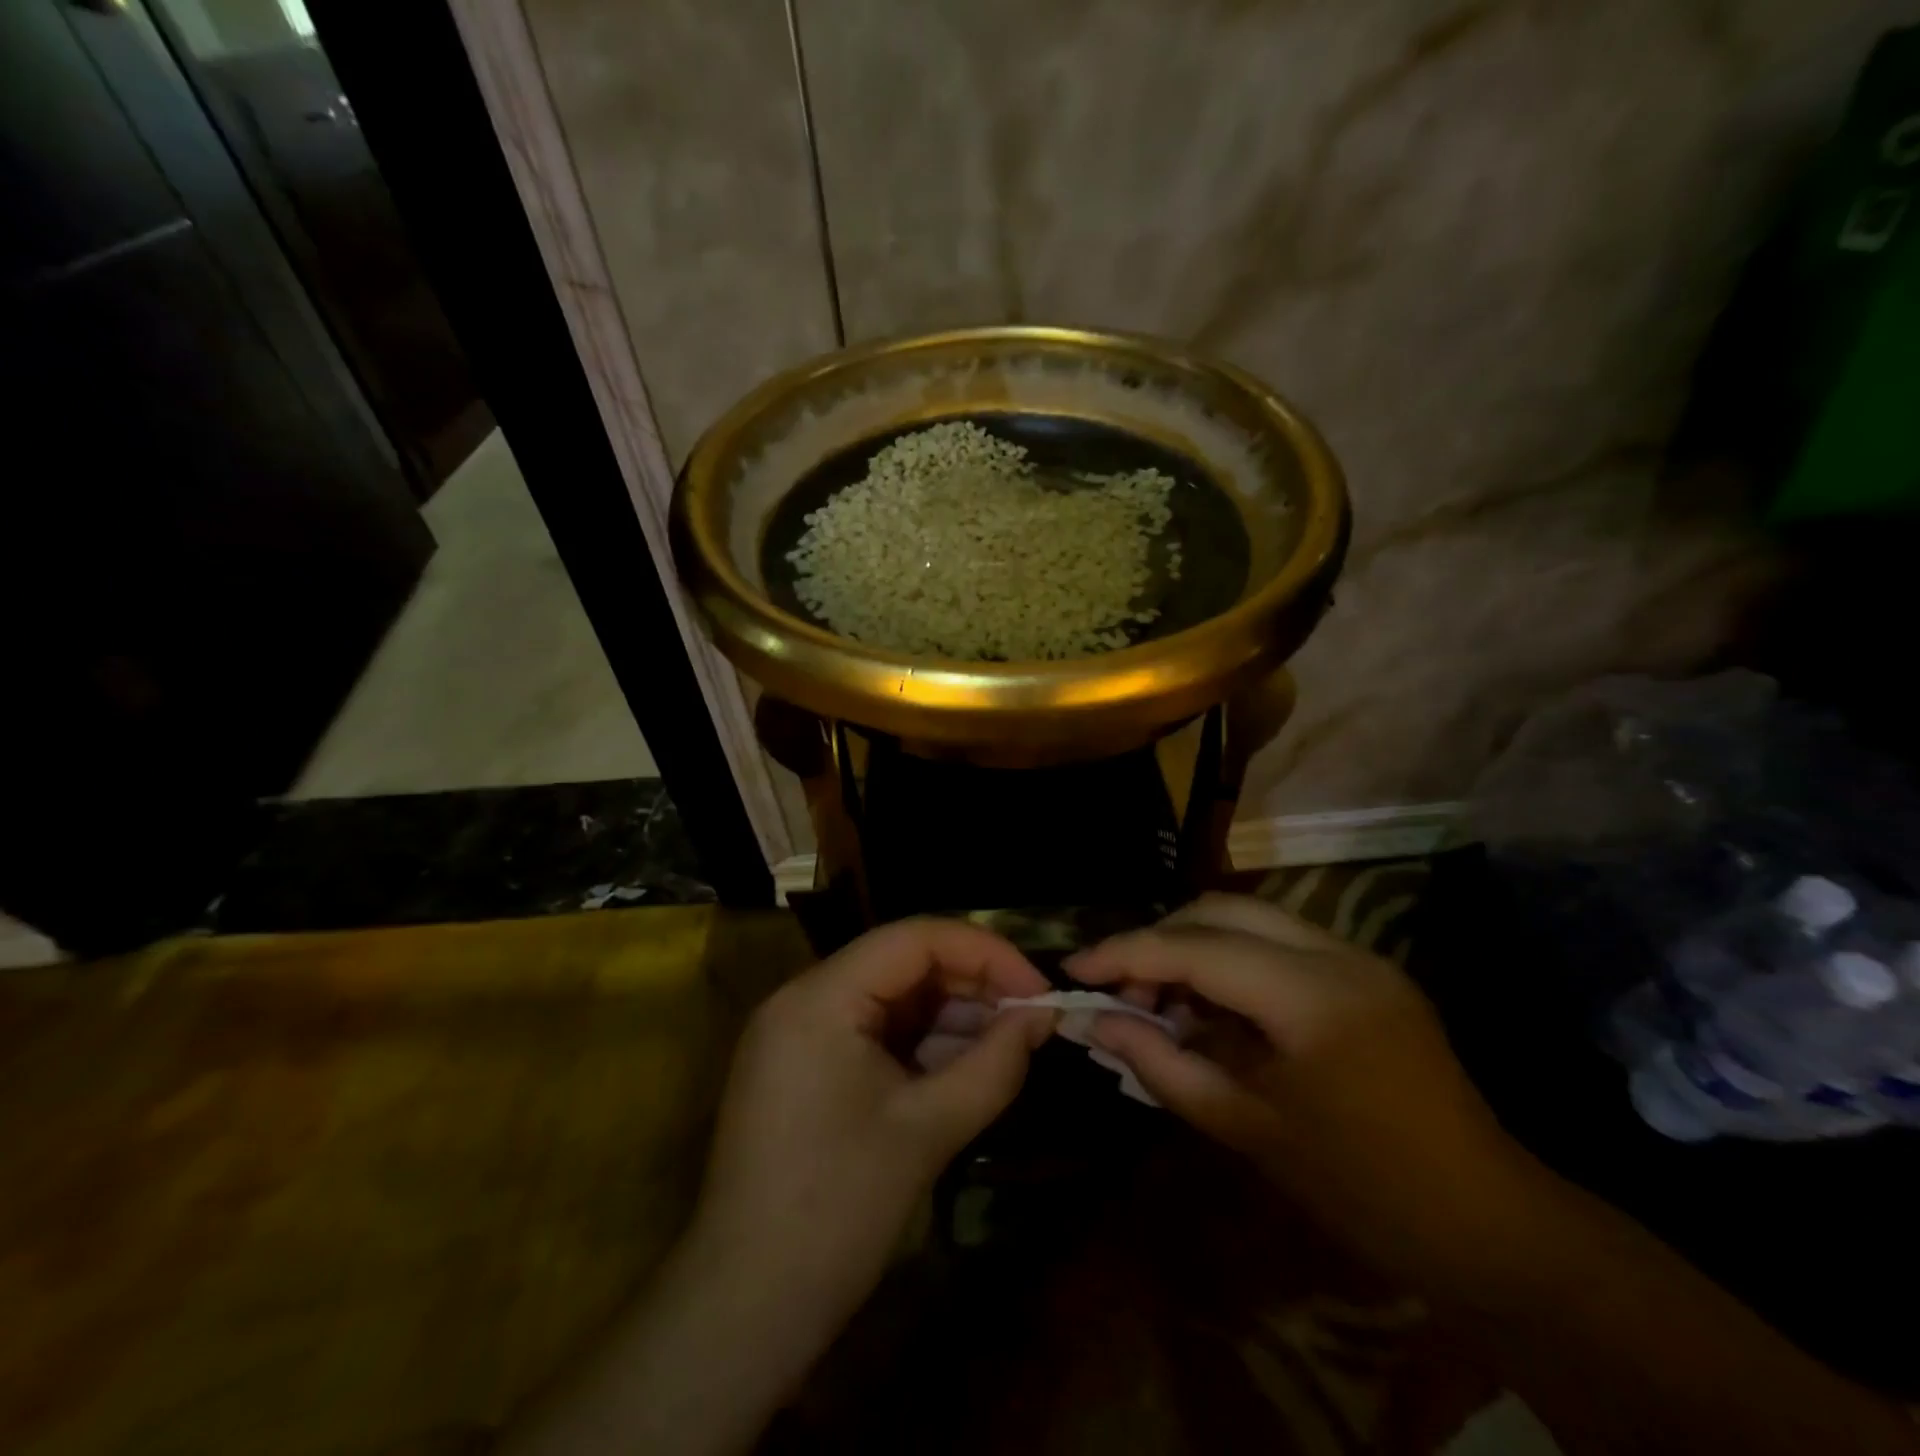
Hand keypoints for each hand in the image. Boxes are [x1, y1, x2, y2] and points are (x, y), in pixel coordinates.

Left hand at [689, 918, 1055, 1319]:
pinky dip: (922, 1043)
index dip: (985, 952)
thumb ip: (994, 1064)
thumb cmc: (836, 1211)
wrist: (747, 1310)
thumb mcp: (927, 1130)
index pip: (914, 938)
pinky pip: (875, 1032)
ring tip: (1008, 1044)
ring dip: (951, 1015)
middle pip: (903, 963)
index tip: (1037, 989)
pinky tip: (965, 1065)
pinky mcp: (805, 1067)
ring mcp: (800, 1034)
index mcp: (820, 997)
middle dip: (971, 985)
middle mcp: (804, 998)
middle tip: (1031, 1018)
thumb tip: (1042, 1017)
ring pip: (892, 998)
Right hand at [1066, 894, 1522, 1276]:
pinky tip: (1210, 1006)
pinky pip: (1276, 942)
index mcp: (1312, 997)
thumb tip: (1097, 1023)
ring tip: (1159, 1001)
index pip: (1196, 947)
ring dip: (1193, 945)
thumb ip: (1163, 1066)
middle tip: (1118, 989)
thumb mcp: (1248, 1130)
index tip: (1074, 969)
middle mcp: (1337, 953)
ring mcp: (1358, 955)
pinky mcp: (1365, 970)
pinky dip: (1229, 960)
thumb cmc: (1364, 1191)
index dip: (1126, 953)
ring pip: (1248, 917)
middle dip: (1158, 939)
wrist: (1490, 1226)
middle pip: (1220, 910)